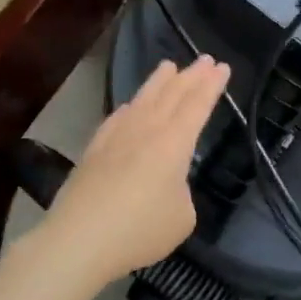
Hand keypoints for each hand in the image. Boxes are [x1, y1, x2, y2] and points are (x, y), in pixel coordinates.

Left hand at [41, 56, 231, 284]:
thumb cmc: (139, 230)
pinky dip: (129, 107)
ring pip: (143, 100)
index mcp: (174, 143)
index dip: (212, 85)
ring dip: (158, 82)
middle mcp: (147, 130)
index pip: (198, 105)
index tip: (222, 67)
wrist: (78, 240)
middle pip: (172, 95)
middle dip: (191, 76)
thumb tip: (166, 186)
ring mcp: (117, 137)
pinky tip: (128, 106)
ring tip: (168, 66)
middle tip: (204, 59)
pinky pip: (117, 118)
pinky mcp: (93, 150)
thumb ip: (181, 194)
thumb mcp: (182, 218)